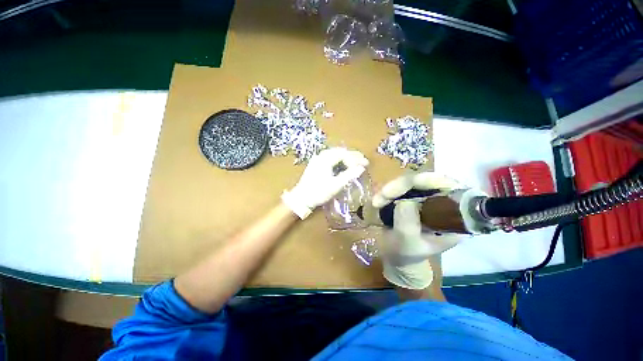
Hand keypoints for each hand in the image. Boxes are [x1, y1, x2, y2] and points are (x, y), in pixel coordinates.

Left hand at [282, 148, 368, 218]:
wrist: (301, 198)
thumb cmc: (318, 192)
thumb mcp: (335, 185)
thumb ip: (349, 175)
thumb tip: (361, 168)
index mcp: (325, 159)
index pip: (344, 154)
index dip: (356, 159)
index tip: (365, 165)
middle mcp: (321, 156)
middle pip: (340, 151)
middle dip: (353, 156)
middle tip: (363, 161)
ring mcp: (318, 159)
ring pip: (335, 154)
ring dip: (346, 157)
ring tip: (356, 162)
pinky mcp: (316, 164)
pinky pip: (331, 158)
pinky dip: (339, 160)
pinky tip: (344, 165)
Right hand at [373, 172, 465, 289]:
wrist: (397, 258)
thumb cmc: (406, 255)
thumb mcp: (408, 244)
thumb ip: (408, 225)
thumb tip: (405, 201)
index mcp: (454, 217)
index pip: (450, 187)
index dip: (430, 180)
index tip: (409, 184)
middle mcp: (444, 204)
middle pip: (428, 180)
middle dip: (402, 185)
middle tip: (383, 195)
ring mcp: (427, 199)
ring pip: (412, 182)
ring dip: (392, 188)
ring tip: (377, 202)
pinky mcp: (413, 198)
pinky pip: (401, 187)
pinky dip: (388, 191)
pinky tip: (379, 200)